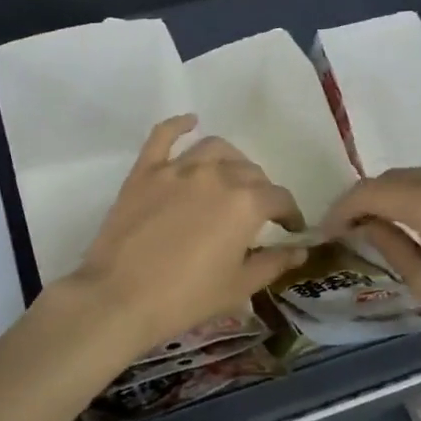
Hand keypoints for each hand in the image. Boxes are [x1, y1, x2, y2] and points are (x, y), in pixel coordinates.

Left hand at [64, 115, 307, 358]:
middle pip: (249, 171)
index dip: (290, 214)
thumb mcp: (238, 287)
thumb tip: (300, 249)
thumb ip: (274, 263)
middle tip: (257, 212)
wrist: (120, 297)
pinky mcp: (145, 171)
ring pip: (214, 149)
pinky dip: (179, 125)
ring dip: (230, 160)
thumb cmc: (185, 298)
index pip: (279, 198)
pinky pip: (163, 136)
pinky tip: (190, 122)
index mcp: (245, 203)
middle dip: (261, 191)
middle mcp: (216, 175)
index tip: (290, 229)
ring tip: (231, 176)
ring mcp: (177, 169)